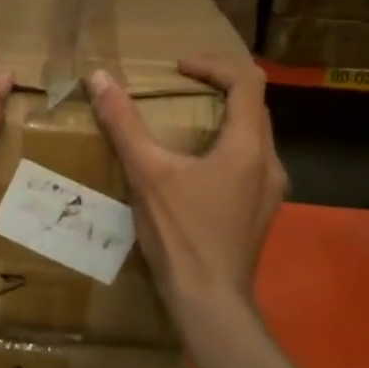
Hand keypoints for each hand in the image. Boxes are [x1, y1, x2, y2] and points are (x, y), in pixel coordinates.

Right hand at [87, 58, 285, 312]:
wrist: (209, 302)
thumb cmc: (182, 234)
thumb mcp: (147, 173)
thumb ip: (123, 123)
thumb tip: (99, 77)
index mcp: (248, 146)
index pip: (247, 81)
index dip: (213, 65)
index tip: (179, 69)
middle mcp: (269, 163)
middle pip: (253, 107)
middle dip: (218, 89)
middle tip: (180, 89)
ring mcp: (269, 191)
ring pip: (252, 137)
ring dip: (223, 120)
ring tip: (185, 126)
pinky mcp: (260, 212)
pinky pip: (248, 164)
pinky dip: (225, 149)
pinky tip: (194, 170)